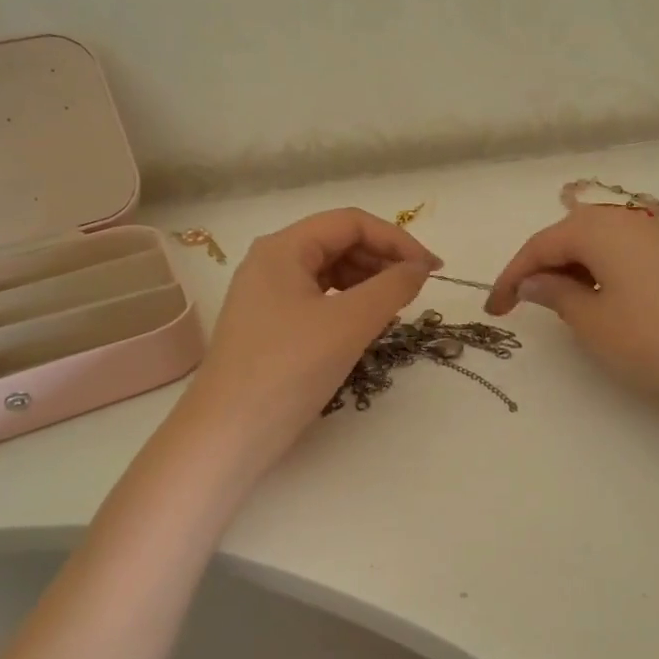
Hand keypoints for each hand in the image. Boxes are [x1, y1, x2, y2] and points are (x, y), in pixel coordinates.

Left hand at [182, 209, 440, 465]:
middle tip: (418, 290)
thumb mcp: (349, 324)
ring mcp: (268, 295)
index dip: (397, 239)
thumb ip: (392, 287)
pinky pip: (320, 299)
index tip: (432, 270)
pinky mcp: (271, 326)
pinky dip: (350, 305)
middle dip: (383, 259)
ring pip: (331, 272)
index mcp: (283, 248)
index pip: (351, 222)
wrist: (227, 435)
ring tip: (397, 308)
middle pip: (339, 243)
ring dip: (369, 283)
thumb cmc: (288, 370)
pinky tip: (369, 325)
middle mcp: (271, 262)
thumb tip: (419, 268)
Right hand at [487, 206, 658, 409]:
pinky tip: (596, 299)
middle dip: (539, 269)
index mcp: (598, 229)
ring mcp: (652, 236)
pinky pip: (617, 254)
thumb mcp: (593, 322)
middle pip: (565, 237)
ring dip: (567, 270)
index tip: (493, 310)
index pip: (539, 246)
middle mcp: (624, 221)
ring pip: (592, 245)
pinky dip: (596, 272)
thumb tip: (533, 281)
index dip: (511, 277)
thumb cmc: (655, 338)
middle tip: (519, 305)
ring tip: (555, 305)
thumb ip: (556, 295)